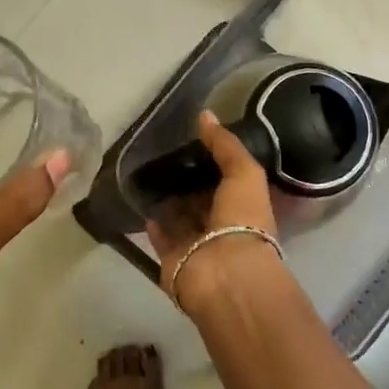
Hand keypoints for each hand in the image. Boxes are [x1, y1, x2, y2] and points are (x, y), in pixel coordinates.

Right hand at [145, 110, 283, 315]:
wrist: (225, 274)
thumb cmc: (243, 220)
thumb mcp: (244, 173)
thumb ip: (226, 145)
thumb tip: (205, 115)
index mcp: (246, 207)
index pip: (229, 181)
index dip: (215, 162)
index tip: (194, 141)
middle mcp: (223, 226)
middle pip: (203, 199)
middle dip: (189, 181)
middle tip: (165, 155)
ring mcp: (198, 245)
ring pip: (181, 217)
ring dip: (169, 200)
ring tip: (149, 173)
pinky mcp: (173, 259)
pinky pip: (162, 237)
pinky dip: (154, 222)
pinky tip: (142, 201)